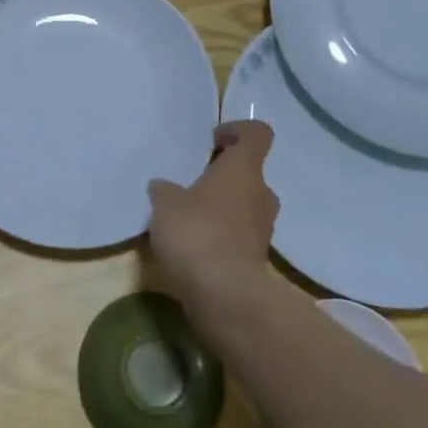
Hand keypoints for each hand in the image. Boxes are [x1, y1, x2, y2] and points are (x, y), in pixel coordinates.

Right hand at [148, 121, 276, 314]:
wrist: (225, 297)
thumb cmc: (197, 233)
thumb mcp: (165, 204)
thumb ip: (165, 190)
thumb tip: (163, 188)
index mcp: (243, 169)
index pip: (257, 134)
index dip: (237, 130)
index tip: (212, 141)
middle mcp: (261, 194)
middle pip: (249, 172)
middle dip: (223, 175)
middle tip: (193, 184)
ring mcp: (263, 229)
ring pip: (245, 205)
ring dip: (223, 207)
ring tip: (189, 218)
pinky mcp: (258, 260)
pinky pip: (240, 236)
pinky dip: (223, 237)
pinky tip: (195, 248)